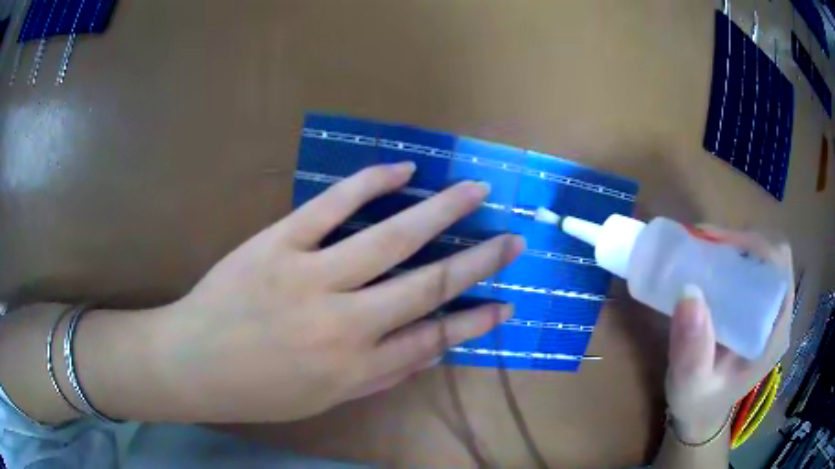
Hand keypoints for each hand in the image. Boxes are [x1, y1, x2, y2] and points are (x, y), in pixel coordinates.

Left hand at [151, 162, 523, 422]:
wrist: (193, 363)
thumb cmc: (257, 391)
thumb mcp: (324, 399)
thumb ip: (379, 376)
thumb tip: (427, 349)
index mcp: (356, 368)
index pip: (434, 339)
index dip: (476, 321)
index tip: (506, 304)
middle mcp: (345, 324)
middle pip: (428, 285)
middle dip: (478, 261)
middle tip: (513, 239)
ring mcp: (310, 277)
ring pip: (390, 239)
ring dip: (440, 212)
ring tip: (475, 191)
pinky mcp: (278, 243)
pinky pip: (331, 206)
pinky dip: (369, 184)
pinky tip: (403, 170)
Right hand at [664, 228, 792, 442]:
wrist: (700, 413)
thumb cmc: (698, 402)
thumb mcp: (690, 385)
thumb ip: (692, 350)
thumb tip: (689, 292)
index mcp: (774, 334)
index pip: (780, 270)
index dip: (756, 248)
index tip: (720, 248)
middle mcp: (778, 316)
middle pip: (773, 257)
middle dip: (744, 242)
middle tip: (708, 246)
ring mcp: (769, 310)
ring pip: (763, 258)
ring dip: (737, 246)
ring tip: (706, 250)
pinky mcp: (756, 308)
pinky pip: (752, 269)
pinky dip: (733, 257)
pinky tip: (712, 264)